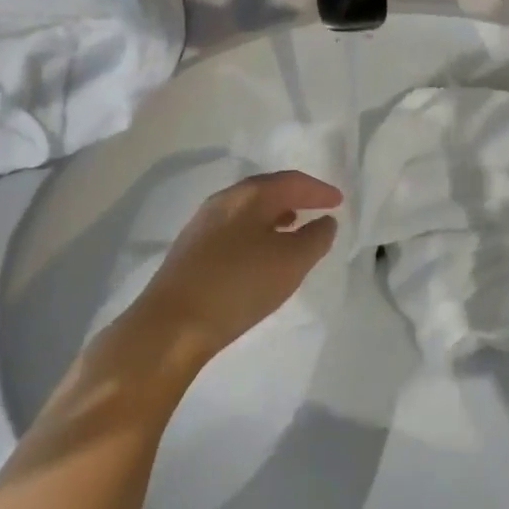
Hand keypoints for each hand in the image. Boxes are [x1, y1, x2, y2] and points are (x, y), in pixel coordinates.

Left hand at [122, 171, 342, 373]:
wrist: (169, 327)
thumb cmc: (237, 286)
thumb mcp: (289, 263)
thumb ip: (315, 239)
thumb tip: (325, 222)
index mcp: (249, 195)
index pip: (291, 182)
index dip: (318, 190)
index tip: (339, 201)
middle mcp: (224, 201)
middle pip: (266, 190)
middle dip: (295, 197)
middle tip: (317, 208)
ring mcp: (203, 225)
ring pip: (248, 210)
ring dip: (274, 215)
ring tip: (292, 229)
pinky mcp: (191, 251)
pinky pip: (234, 229)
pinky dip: (256, 232)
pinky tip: (259, 254)